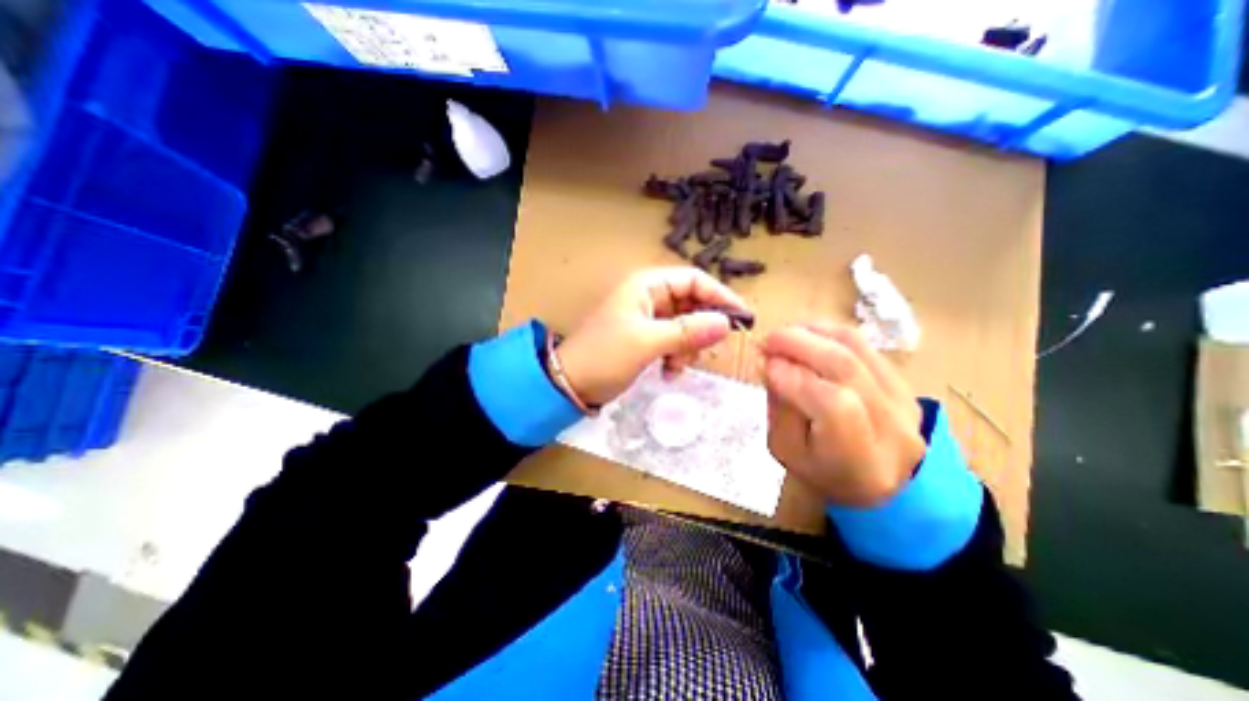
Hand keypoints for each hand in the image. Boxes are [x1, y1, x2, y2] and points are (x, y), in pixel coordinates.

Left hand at [559, 265, 748, 406]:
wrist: (571, 384)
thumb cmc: (605, 356)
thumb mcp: (647, 342)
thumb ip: (687, 331)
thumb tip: (726, 323)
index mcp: (647, 285)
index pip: (693, 280)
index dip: (719, 295)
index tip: (741, 317)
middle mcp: (649, 297)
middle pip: (691, 303)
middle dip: (701, 328)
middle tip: (705, 350)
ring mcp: (648, 319)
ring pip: (685, 326)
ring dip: (688, 347)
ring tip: (676, 366)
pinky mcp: (646, 338)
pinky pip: (674, 341)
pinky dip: (676, 356)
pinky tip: (668, 373)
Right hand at [761, 324, 924, 509]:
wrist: (873, 480)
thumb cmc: (820, 471)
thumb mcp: (787, 450)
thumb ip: (779, 407)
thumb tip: (770, 362)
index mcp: (860, 462)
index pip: (834, 406)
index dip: (795, 378)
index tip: (765, 364)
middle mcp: (894, 430)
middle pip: (847, 368)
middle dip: (800, 344)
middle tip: (768, 339)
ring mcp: (906, 402)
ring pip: (857, 348)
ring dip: (814, 333)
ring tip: (784, 336)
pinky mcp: (904, 382)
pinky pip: (865, 345)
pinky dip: (829, 333)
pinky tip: (806, 336)